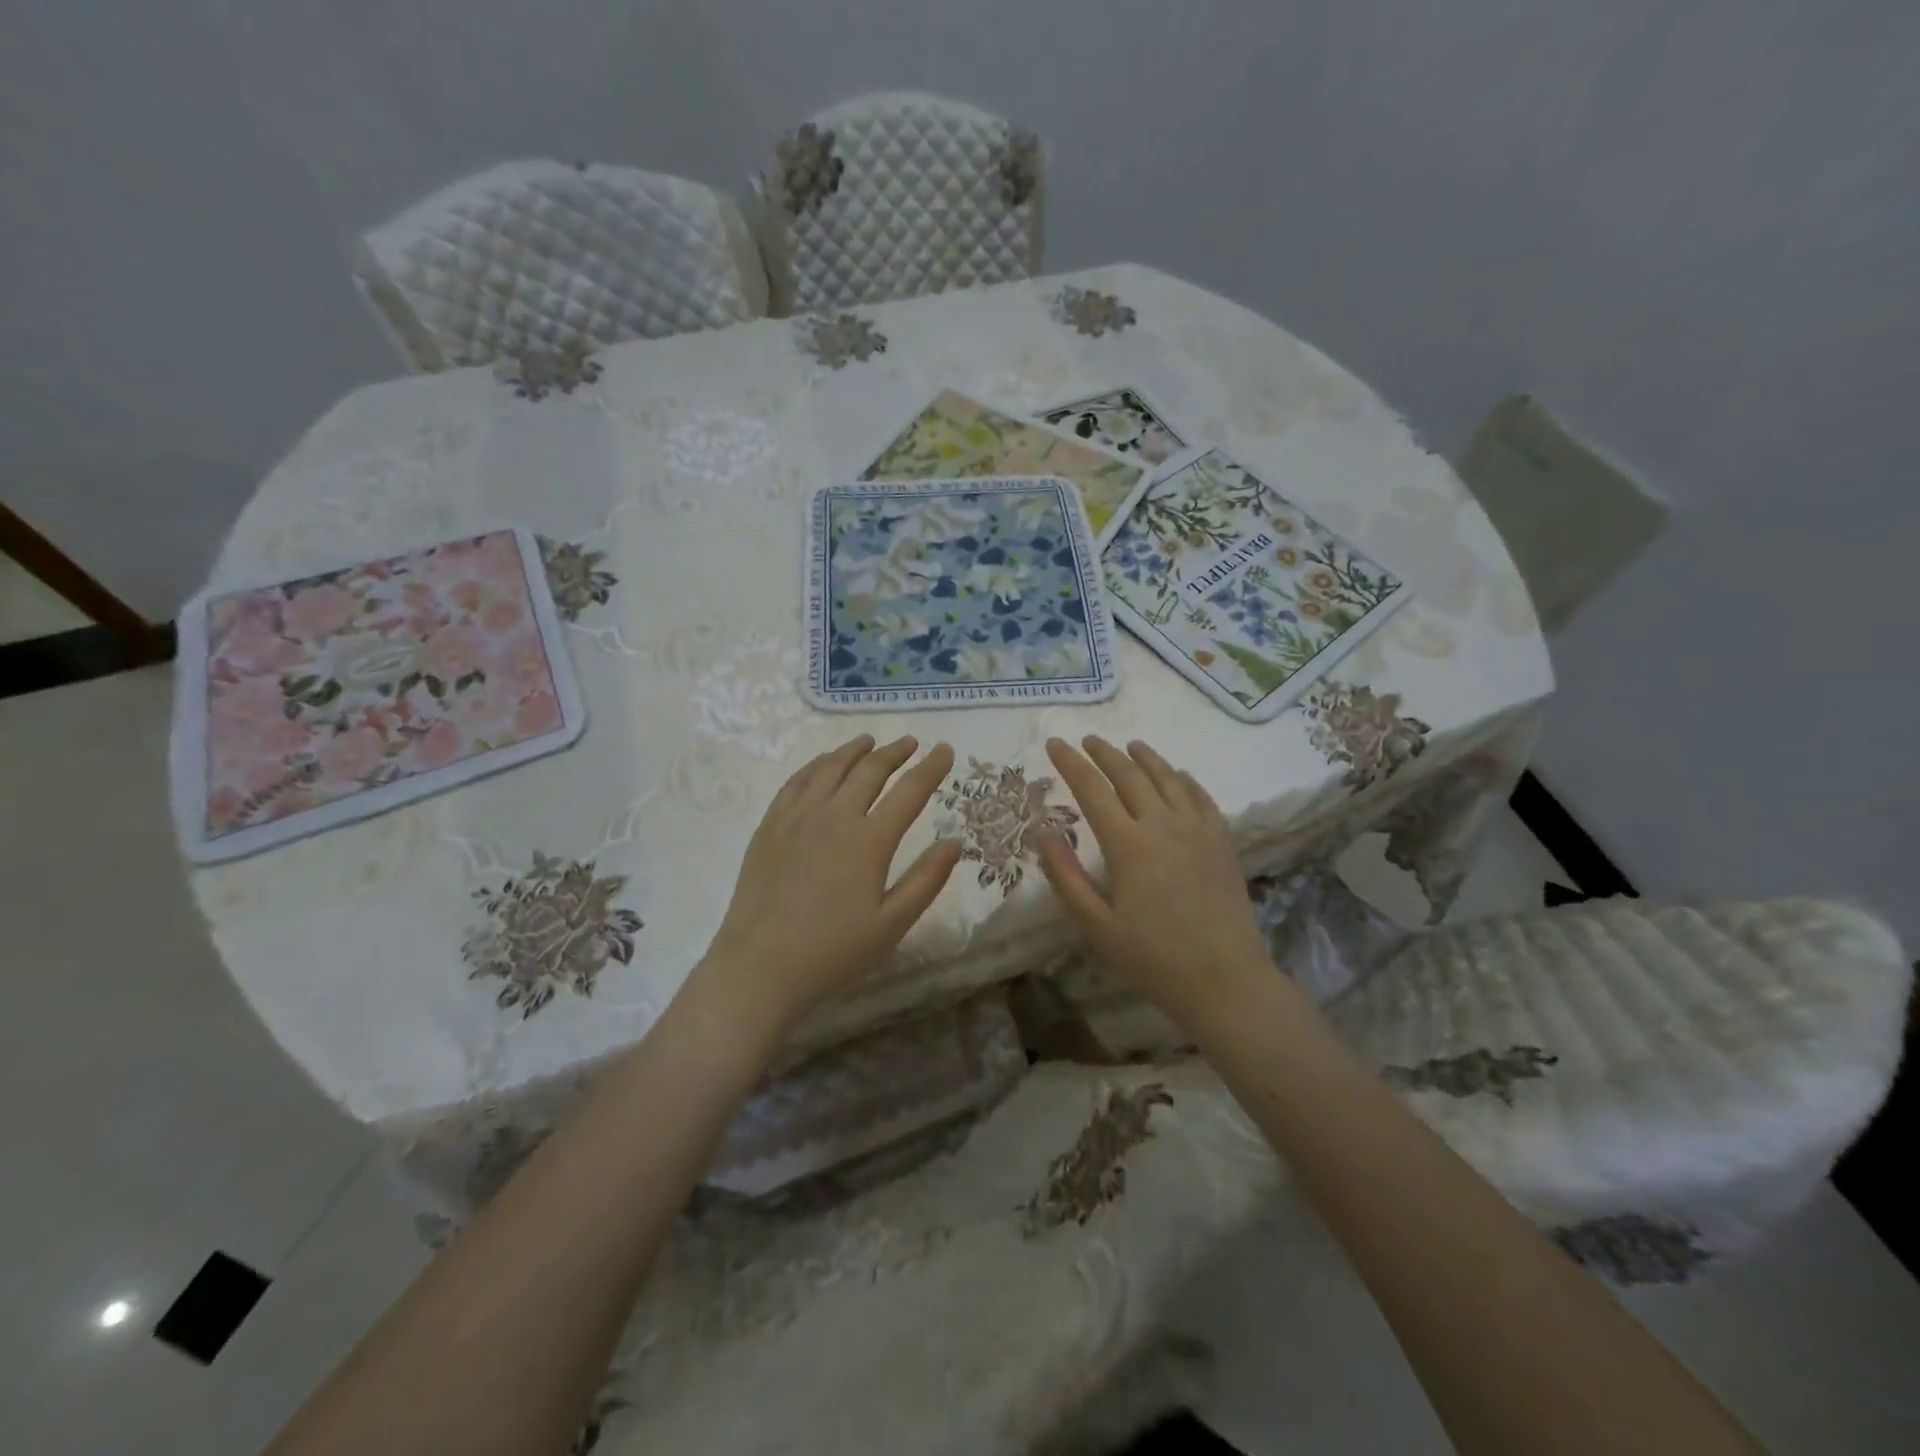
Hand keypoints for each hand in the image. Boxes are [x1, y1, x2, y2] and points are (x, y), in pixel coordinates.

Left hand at [693, 735, 961, 1037]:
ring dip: (854, 750)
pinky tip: (823, 763)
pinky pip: (796, 781)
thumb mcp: (892, 924)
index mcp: (870, 840)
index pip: (910, 791)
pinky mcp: (771, 825)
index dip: (931, 768)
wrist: (761, 965)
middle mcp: (835, 816)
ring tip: (869, 741)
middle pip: (870, 770)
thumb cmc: (833, 950)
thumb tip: (954, 842)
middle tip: (910, 743)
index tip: (945, 750)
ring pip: (830, 767)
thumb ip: (927, 880)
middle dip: (894, 753)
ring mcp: (798, 817)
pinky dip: (816, 764)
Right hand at [1037, 736, 1272, 1026]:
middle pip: (1130, 775)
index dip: (1071, 764)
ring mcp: (1197, 830)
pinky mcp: (1222, 841)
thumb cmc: (1153, 958)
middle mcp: (1162, 825)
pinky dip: (1184, 779)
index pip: (1092, 789)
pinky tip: (1178, 775)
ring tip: (1130, 746)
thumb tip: (1042, 831)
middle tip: (1088, 740)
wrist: (1225, 980)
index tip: (1055, 744)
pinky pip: (1201, 796)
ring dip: (1145, 758)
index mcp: (1128, 844)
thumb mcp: (1097, 925)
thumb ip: (1066, 876)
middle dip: (1105, 753)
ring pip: (1168, 778)